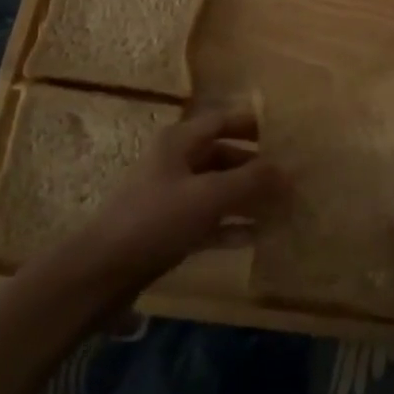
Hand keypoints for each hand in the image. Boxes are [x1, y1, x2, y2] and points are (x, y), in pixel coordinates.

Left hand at [71, 104, 287, 291]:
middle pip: (223, 156)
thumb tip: (288, 172)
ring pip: (218, 190)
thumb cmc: (156, 219)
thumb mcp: (208, 196)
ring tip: (284, 207)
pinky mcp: (169, 230)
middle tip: (292, 178)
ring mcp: (171, 198)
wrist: (102, 272)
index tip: (286, 134)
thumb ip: (250, 181)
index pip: (222, 120)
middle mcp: (176, 163)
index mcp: (180, 142)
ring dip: (248, 198)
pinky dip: (232, 225)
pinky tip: (258, 236)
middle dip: (256, 167)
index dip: (253, 124)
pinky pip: (209, 221)